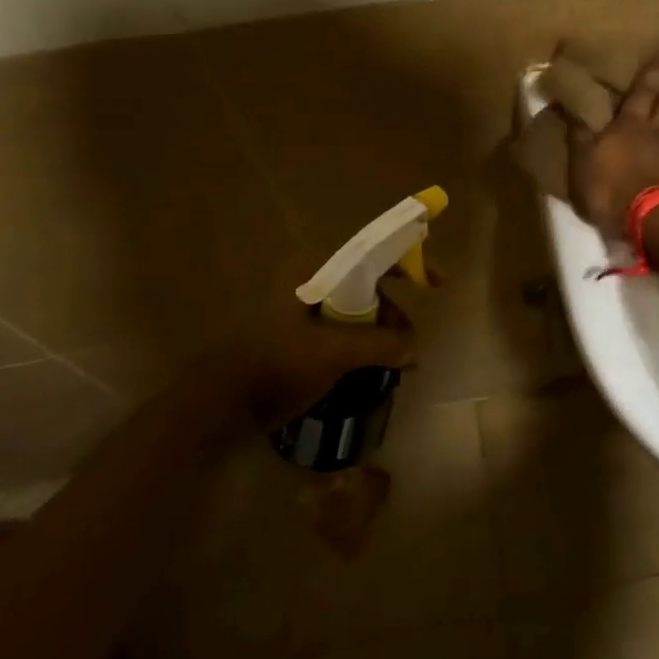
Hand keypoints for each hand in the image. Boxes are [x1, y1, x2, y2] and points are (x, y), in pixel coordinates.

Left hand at [164, 262, 414, 437]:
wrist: (220, 403)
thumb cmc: (277, 365)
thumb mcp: (335, 352)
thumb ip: (380, 344)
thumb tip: (413, 348)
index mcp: (314, 272)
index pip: (372, 255)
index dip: (409, 262)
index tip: (438, 282)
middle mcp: (309, 283)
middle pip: (368, 286)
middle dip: (394, 313)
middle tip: (410, 343)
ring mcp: (302, 311)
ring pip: (357, 312)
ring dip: (381, 334)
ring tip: (397, 365)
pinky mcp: (297, 337)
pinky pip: (342, 332)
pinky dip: (363, 346)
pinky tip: (374, 370)